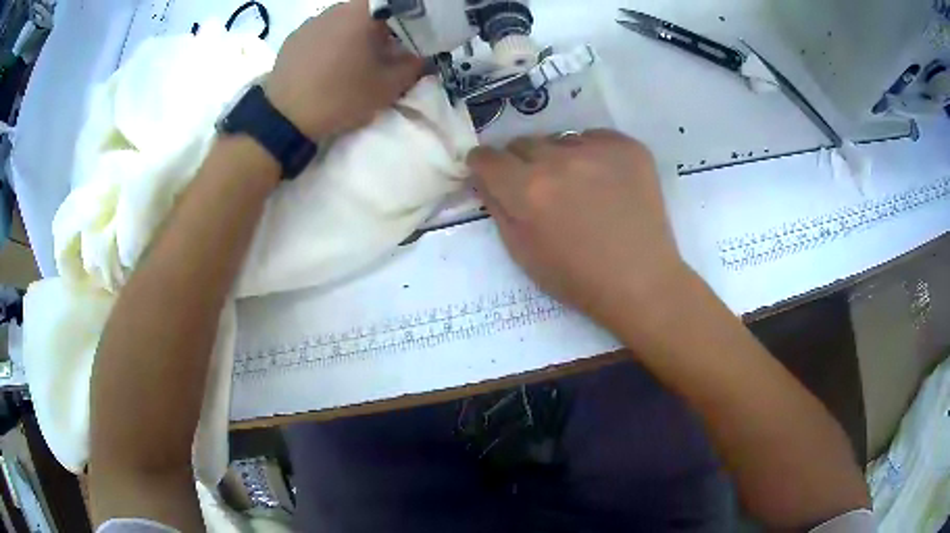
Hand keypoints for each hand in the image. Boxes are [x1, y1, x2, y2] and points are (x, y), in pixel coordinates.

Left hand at [264, 0, 422, 138]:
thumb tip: (422, 56)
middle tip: (385, 51)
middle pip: (368, 10)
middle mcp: (335, 9)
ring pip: (343, 20)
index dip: (407, 18)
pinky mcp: (293, 38)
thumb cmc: (340, 97)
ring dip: (354, 34)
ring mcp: (311, 22)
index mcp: (361, 13)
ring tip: (354, 60)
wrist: (284, 119)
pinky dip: (331, 42)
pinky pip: (321, 32)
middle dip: (381, 27)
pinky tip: (328, 65)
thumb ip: (413, 66)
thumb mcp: (388, 87)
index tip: (410, 37)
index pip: (394, 5)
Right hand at [468, 130, 691, 331]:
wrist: (641, 281)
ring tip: (580, 188)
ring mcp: (597, 148)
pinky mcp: (628, 146)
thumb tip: (485, 178)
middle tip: (541, 189)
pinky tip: (607, 183)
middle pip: (522, 143)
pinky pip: (595, 138)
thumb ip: (497, 208)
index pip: (486, 157)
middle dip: (522, 163)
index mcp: (527, 189)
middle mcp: (559, 159)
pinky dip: (593, 155)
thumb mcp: (522, 253)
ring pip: (560, 139)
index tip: (493, 175)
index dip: (485, 167)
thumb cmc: (577, 278)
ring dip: (560, 158)